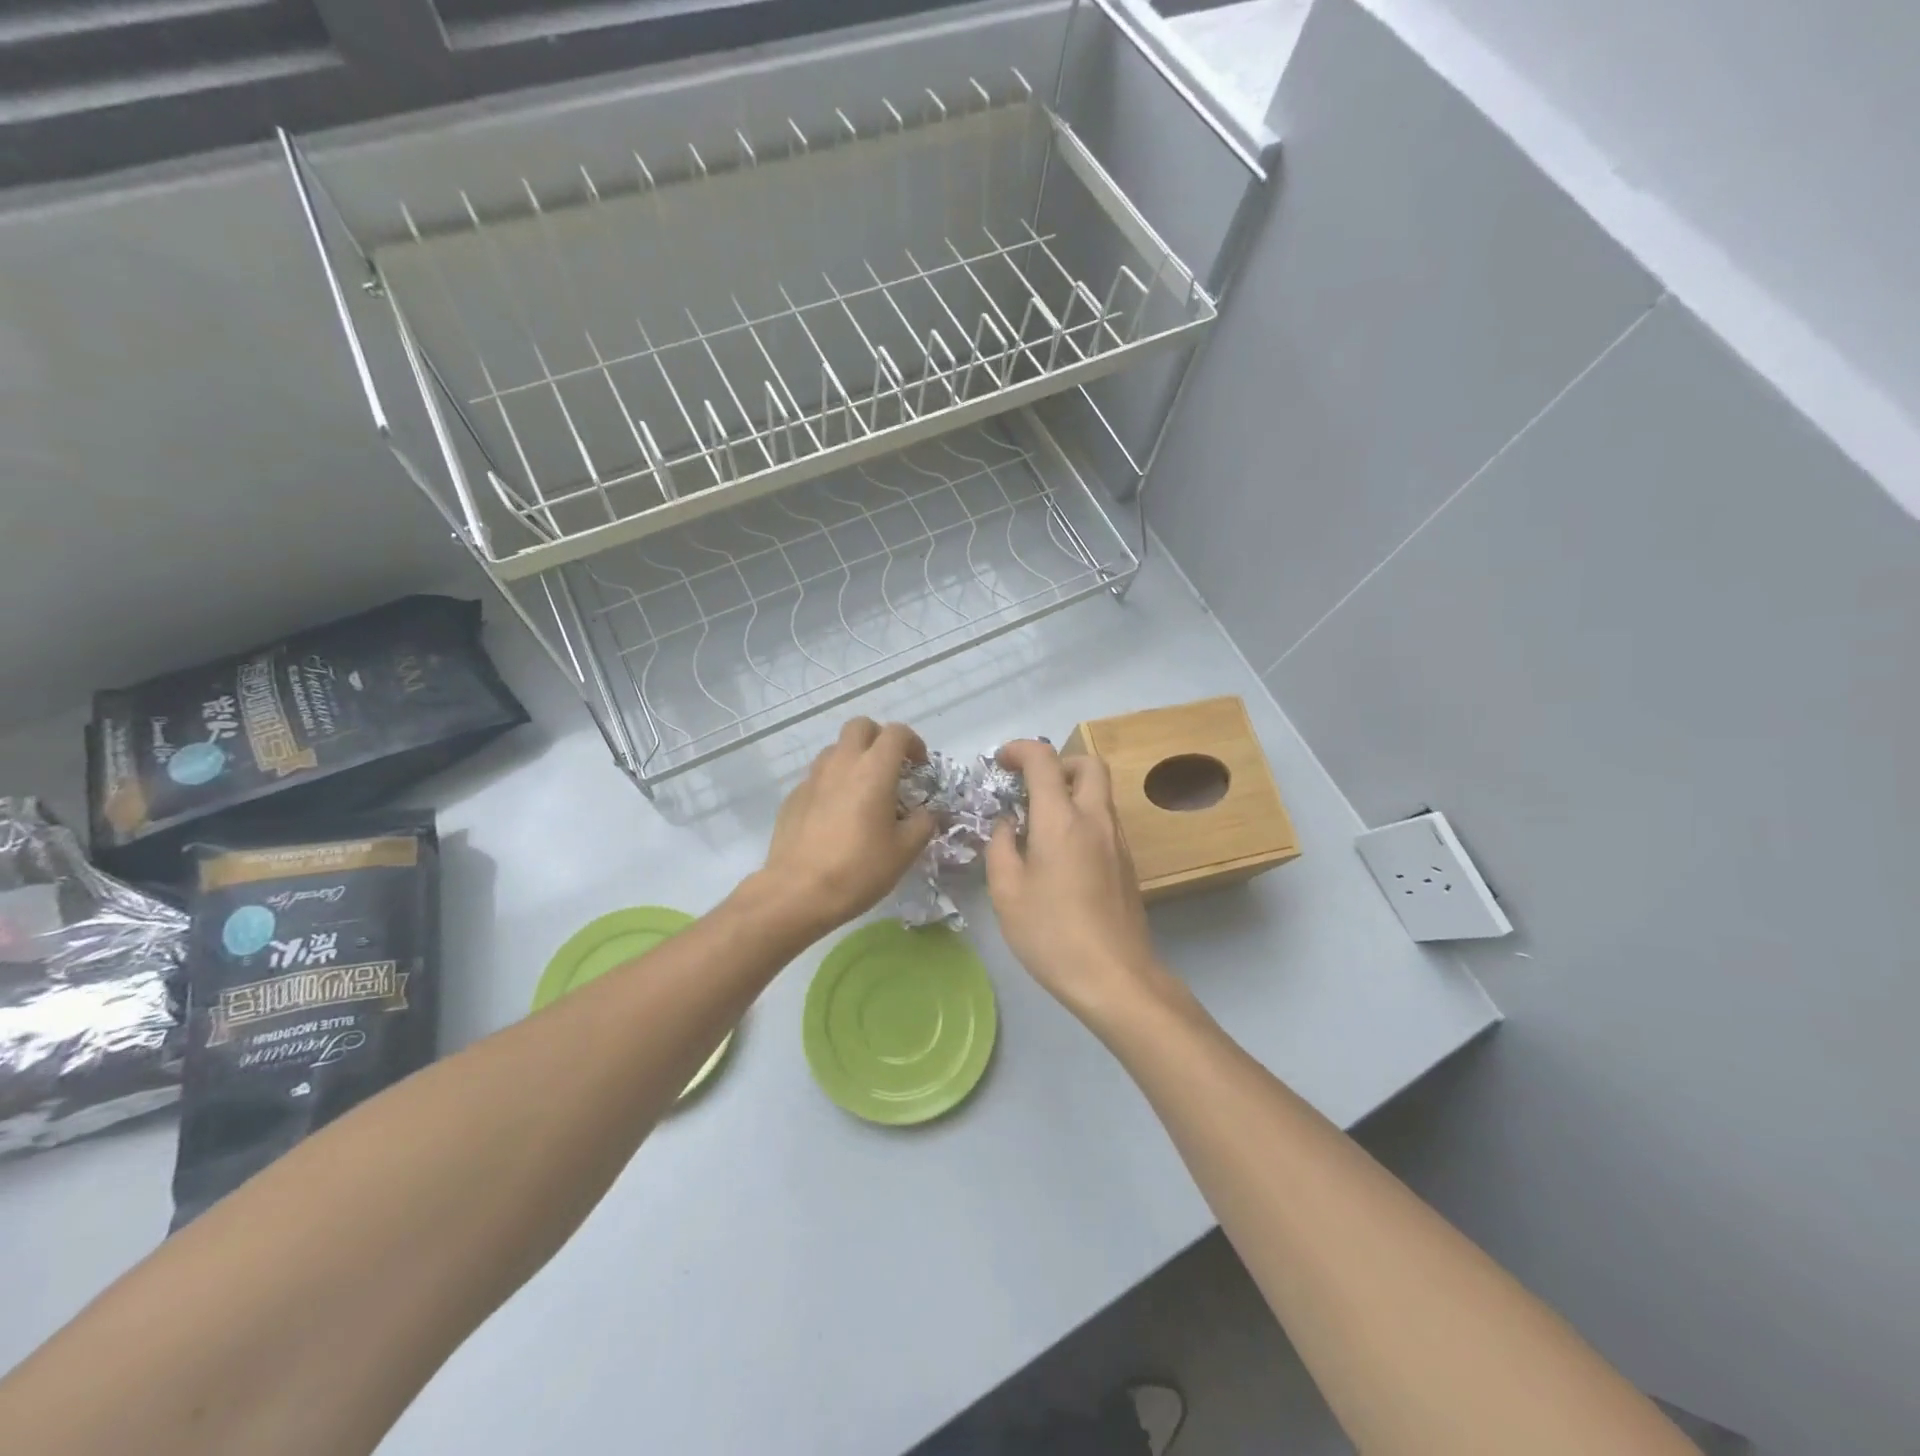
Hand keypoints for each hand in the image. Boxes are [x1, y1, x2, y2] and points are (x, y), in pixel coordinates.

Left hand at [754, 718, 936, 936]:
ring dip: (853, 759)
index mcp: (873, 770)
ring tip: (863, 791)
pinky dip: (833, 783)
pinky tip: (837, 816)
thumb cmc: (858, 869)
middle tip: (890, 767)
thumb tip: (928, 813)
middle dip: (879, 738)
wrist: (797, 893)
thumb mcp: (904, 851)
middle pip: (860, 726)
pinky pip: (818, 777)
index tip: (919, 765)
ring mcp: (812, 778)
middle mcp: (841, 763)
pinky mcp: (793, 796)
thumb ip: (922, 824)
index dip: (913, 742)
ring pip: (835, 749)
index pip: (896, 733)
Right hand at [986, 740, 1165, 1024]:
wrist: (1115, 978)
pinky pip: (1104, 819)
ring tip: (1038, 821)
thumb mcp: (1007, 892)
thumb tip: (1008, 823)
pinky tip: (1059, 852)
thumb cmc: (1052, 934)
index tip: (1000, 762)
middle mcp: (1095, 819)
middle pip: (1088, 763)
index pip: (1044, 760)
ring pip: (1100, 792)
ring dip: (1071, 790)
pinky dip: (1081, 815)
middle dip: (1057, 762)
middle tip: (1030, 785)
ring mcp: (1117, 841)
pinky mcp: (1127, 863)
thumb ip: (1001, 846)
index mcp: (1062, 820)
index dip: (1019, 750)